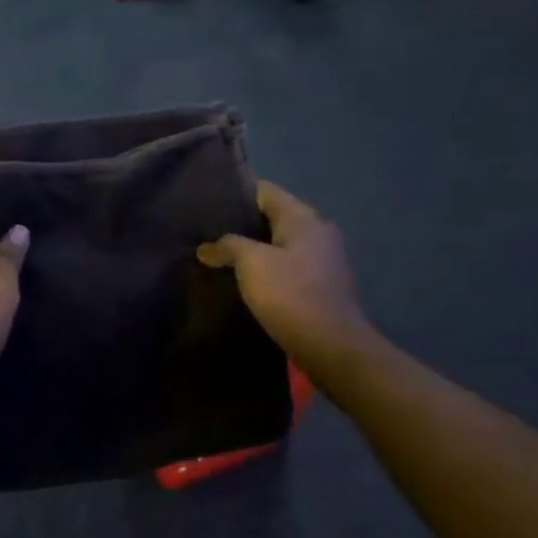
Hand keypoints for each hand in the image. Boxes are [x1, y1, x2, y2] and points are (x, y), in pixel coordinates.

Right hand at [198, 181, 369, 361]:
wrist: (331, 346)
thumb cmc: (291, 295)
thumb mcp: (251, 263)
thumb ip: (227, 246)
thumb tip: (206, 248)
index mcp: (302, 218)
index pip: (265, 191)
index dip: (236, 193)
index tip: (207, 202)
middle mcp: (317, 231)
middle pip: (272, 216)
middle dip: (241, 223)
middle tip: (207, 231)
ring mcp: (322, 258)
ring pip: (279, 243)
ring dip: (253, 248)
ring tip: (219, 255)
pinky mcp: (321, 284)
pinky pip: (287, 265)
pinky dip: (266, 268)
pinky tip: (244, 279)